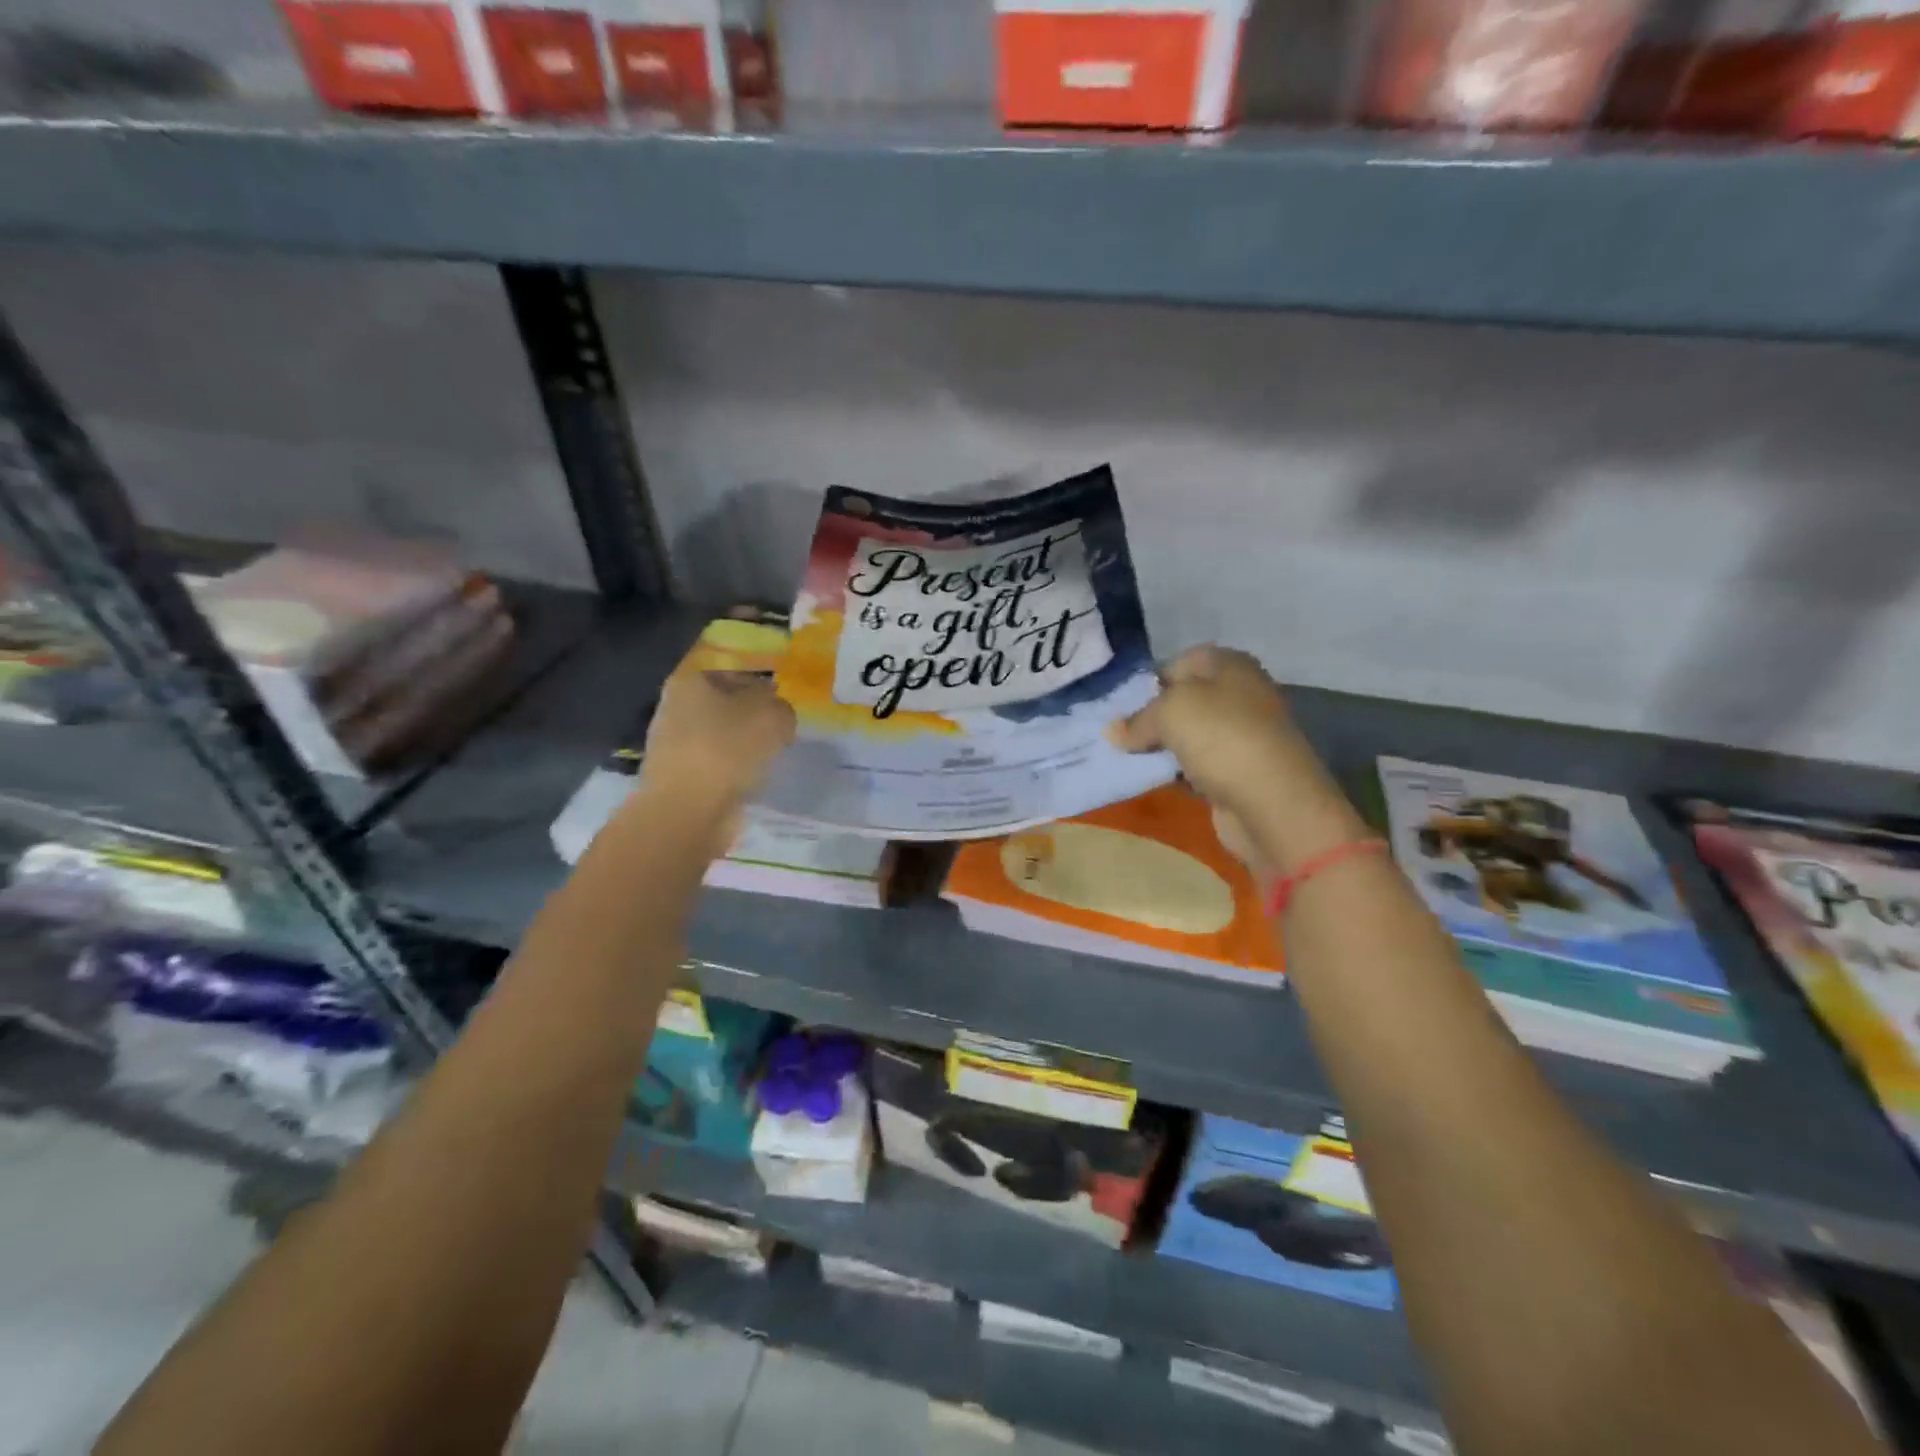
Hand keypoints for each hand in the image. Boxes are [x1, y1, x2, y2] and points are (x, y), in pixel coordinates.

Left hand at [639, 668, 795, 820]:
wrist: (688, 811)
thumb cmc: (729, 750)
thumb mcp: (774, 716)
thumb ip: (781, 707)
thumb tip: (775, 715)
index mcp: (691, 680)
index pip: (736, 674)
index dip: (764, 689)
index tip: (783, 709)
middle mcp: (674, 706)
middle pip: (725, 707)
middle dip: (751, 720)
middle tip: (779, 735)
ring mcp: (669, 744)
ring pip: (719, 738)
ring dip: (741, 748)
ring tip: (766, 762)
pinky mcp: (674, 777)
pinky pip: (713, 766)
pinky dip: (730, 772)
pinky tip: (747, 782)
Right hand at [1109, 646, 1360, 874]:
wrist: (1272, 803)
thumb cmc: (1221, 738)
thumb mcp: (1169, 711)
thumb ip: (1137, 718)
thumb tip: (1114, 732)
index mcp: (1229, 665)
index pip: (1178, 662)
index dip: (1147, 681)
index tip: (1119, 705)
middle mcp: (1238, 694)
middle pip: (1182, 699)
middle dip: (1150, 715)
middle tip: (1116, 733)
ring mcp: (1240, 734)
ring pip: (1187, 734)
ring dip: (1160, 746)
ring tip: (1125, 756)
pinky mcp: (1236, 771)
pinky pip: (1195, 764)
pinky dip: (1175, 770)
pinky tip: (1152, 778)